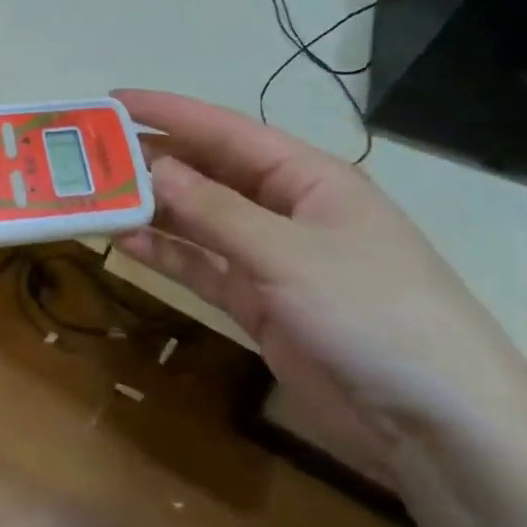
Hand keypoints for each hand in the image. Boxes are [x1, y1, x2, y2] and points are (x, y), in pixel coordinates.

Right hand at [111, 90, 526, 469]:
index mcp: (308, 177)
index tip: (114, 100)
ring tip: (96, 197)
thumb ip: (216, 211)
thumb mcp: (289, 254)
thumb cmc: (373, 314)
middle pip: (208, 173)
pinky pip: (203, 267)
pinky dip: (169, 255)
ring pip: (200, 221)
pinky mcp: (260, 304)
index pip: (226, 131)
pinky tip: (127, 244)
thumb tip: (154, 167)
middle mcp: (286, 209)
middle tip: (90, 155)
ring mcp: (272, 259)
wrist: (437, 426)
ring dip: (153, 210)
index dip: (169, 112)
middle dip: (153, 162)